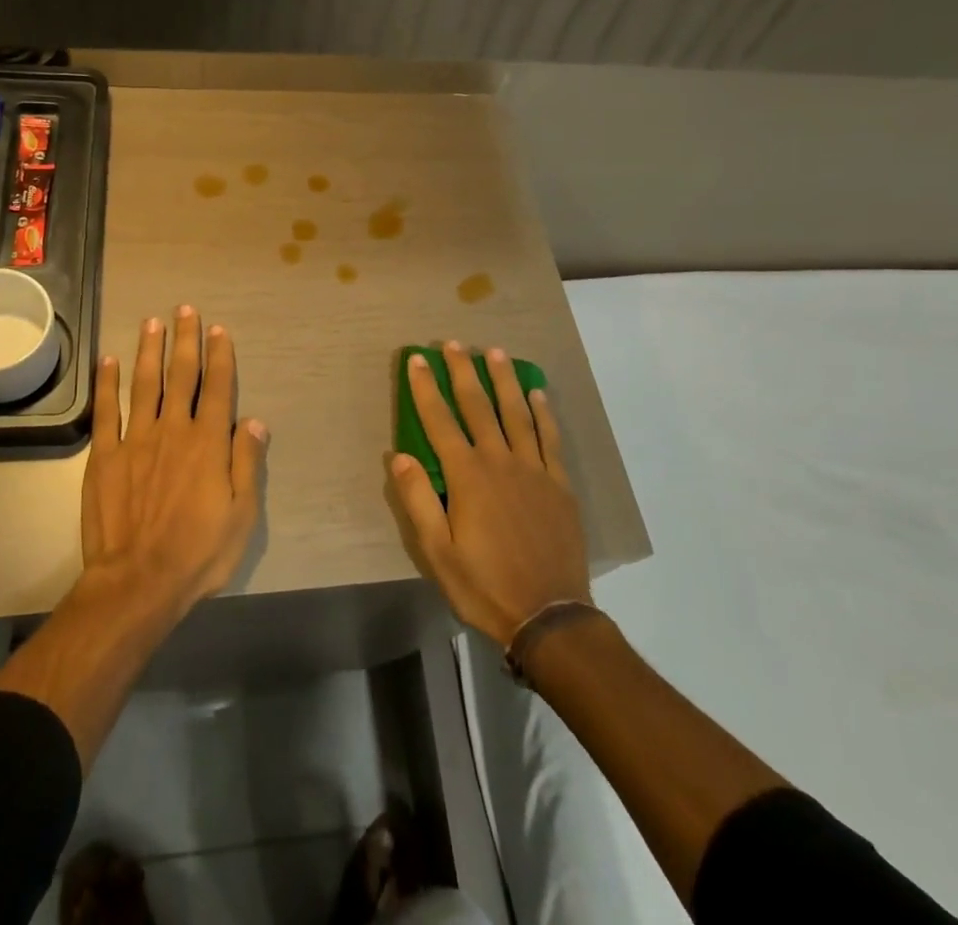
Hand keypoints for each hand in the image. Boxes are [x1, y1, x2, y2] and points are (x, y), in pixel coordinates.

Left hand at [81, 306, 269, 611]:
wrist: (137, 582)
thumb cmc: (198, 553)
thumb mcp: (242, 515)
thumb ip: (247, 463)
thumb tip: (255, 421)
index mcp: (208, 443)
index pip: (218, 388)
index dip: (219, 356)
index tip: (218, 329)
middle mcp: (174, 430)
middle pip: (181, 376)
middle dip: (185, 340)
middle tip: (185, 309)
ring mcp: (136, 440)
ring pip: (145, 384)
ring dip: (150, 350)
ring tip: (153, 322)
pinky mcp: (105, 456)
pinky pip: (106, 411)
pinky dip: (108, 384)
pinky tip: (109, 361)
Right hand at [387, 342, 589, 646]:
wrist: (549, 615)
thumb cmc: (484, 585)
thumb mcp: (437, 552)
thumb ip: (418, 500)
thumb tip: (398, 456)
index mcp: (467, 476)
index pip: (439, 420)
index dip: (426, 388)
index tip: (417, 360)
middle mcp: (500, 461)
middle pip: (478, 406)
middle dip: (463, 371)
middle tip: (453, 343)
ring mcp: (533, 469)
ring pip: (516, 413)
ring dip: (503, 380)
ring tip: (495, 351)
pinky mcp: (559, 483)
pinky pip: (550, 438)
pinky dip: (543, 412)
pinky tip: (537, 393)